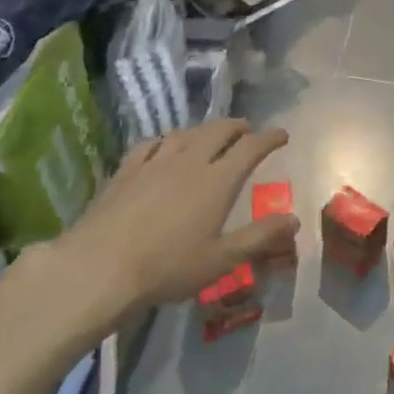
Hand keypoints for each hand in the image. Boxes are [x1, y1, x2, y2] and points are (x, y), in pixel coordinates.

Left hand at [56, 119, 297, 307]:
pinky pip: (151, 143)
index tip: (282, 134)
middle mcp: (189, 162)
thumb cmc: (167, 267)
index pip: (250, 148)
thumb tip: (294, 219)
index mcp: (217, 181)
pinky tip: (163, 146)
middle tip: (247, 130)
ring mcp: (155, 162)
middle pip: (218, 131)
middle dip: (237, 127)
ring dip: (204, 130)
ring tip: (211, 135)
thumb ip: (259, 237)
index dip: (269, 138)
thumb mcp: (221, 260)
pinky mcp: (126, 170)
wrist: (99, 266)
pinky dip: (167, 140)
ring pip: (186, 133)